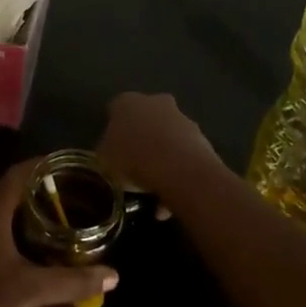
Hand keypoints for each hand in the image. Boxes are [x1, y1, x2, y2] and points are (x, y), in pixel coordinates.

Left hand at [0, 160, 116, 306]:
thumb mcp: (33, 291)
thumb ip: (74, 281)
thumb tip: (114, 275)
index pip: (17, 174)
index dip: (42, 166)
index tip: (68, 167)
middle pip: (7, 194)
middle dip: (36, 195)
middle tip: (68, 201)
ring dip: (22, 220)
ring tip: (54, 229)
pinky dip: (9, 239)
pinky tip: (28, 260)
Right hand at [97, 93, 226, 202]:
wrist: (179, 169)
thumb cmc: (132, 159)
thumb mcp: (104, 160)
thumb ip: (105, 152)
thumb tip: (109, 152)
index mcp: (127, 102)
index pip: (115, 110)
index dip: (112, 131)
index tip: (111, 151)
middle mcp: (155, 102)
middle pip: (145, 121)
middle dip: (141, 140)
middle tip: (133, 166)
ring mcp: (181, 118)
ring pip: (167, 140)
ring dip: (161, 162)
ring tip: (153, 194)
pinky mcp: (201, 138)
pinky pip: (182, 158)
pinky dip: (176, 177)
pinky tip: (168, 203)